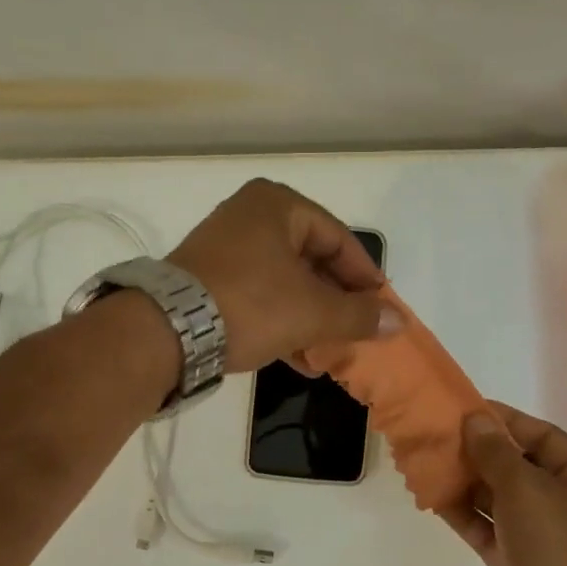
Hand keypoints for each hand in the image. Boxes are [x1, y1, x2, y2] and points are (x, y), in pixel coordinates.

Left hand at [170, 179, 392, 371]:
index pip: (339, 239)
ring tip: (332, 351)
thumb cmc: (251, 304)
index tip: (382, 308)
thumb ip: (359, 316)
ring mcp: (225, 249)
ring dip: (312, 319)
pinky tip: (301, 360)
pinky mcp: (208, 281)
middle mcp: (249, 216)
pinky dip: (283, 323)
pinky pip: (260, 297)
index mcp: (277, 205)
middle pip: (312, 260)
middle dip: (337, 302)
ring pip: (286, 283)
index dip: (365, 277)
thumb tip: (399, 322)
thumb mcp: (313, 312)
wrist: (166, 331)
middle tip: (358, 330)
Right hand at [443, 404, 566, 565]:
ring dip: (468, 484)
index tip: (466, 409)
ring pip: (501, 502)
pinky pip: (490, 531)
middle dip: (481, 453)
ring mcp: (545, 539)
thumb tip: (475, 418)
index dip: (505, 421)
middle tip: (440, 436)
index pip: (543, 437)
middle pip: (520, 469)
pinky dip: (465, 516)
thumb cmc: (557, 544)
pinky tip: (434, 498)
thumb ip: (495, 451)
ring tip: (430, 463)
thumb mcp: (526, 487)